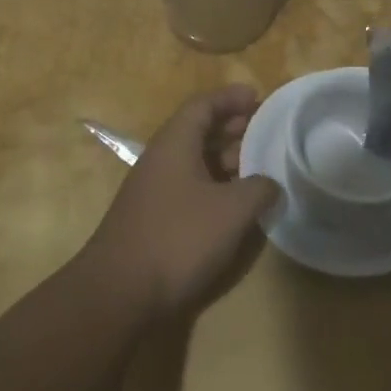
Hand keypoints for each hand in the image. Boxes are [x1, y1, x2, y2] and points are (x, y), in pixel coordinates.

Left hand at [83, 86, 280, 323]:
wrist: (120, 294)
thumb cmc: (178, 238)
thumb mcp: (231, 210)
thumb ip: (259, 189)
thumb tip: (271, 184)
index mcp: (174, 144)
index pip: (202, 105)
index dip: (231, 97)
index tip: (259, 97)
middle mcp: (161, 160)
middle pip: (198, 131)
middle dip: (233, 128)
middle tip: (266, 132)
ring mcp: (155, 191)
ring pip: (195, 162)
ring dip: (226, 160)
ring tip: (260, 167)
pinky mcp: (155, 219)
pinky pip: (190, 188)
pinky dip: (216, 187)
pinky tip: (236, 204)